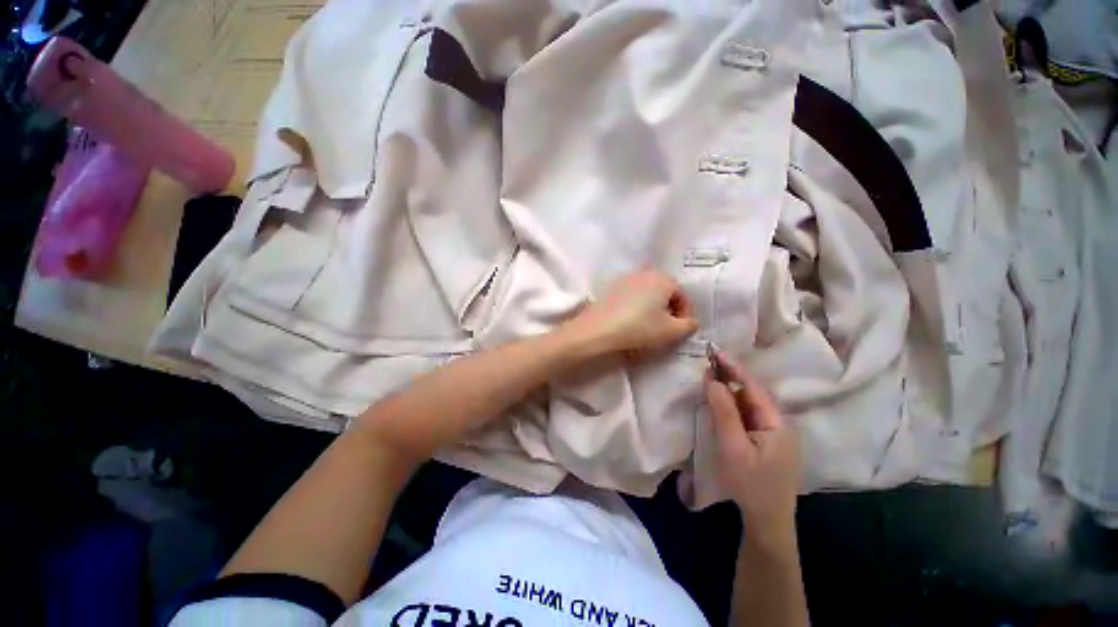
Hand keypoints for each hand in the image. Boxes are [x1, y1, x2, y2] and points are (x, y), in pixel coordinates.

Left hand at [565, 270, 698, 354]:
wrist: (599, 330)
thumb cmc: (640, 328)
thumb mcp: (671, 331)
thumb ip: (689, 325)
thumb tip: (692, 321)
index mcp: (663, 279)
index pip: (683, 295)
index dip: (685, 314)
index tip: (681, 330)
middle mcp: (645, 273)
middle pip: (665, 291)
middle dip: (669, 309)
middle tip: (666, 328)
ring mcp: (626, 279)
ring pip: (648, 293)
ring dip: (653, 307)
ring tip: (649, 325)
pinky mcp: (612, 288)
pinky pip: (632, 295)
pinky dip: (637, 306)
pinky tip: (631, 321)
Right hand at [706, 350, 798, 529]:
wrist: (768, 521)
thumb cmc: (751, 485)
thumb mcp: (733, 448)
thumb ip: (724, 412)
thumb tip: (713, 380)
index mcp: (777, 422)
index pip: (753, 387)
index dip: (734, 367)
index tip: (715, 351)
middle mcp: (780, 422)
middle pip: (753, 393)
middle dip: (731, 376)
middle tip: (708, 362)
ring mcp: (775, 432)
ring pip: (749, 403)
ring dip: (730, 390)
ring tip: (710, 378)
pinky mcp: (767, 440)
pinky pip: (748, 415)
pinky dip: (732, 405)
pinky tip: (720, 402)